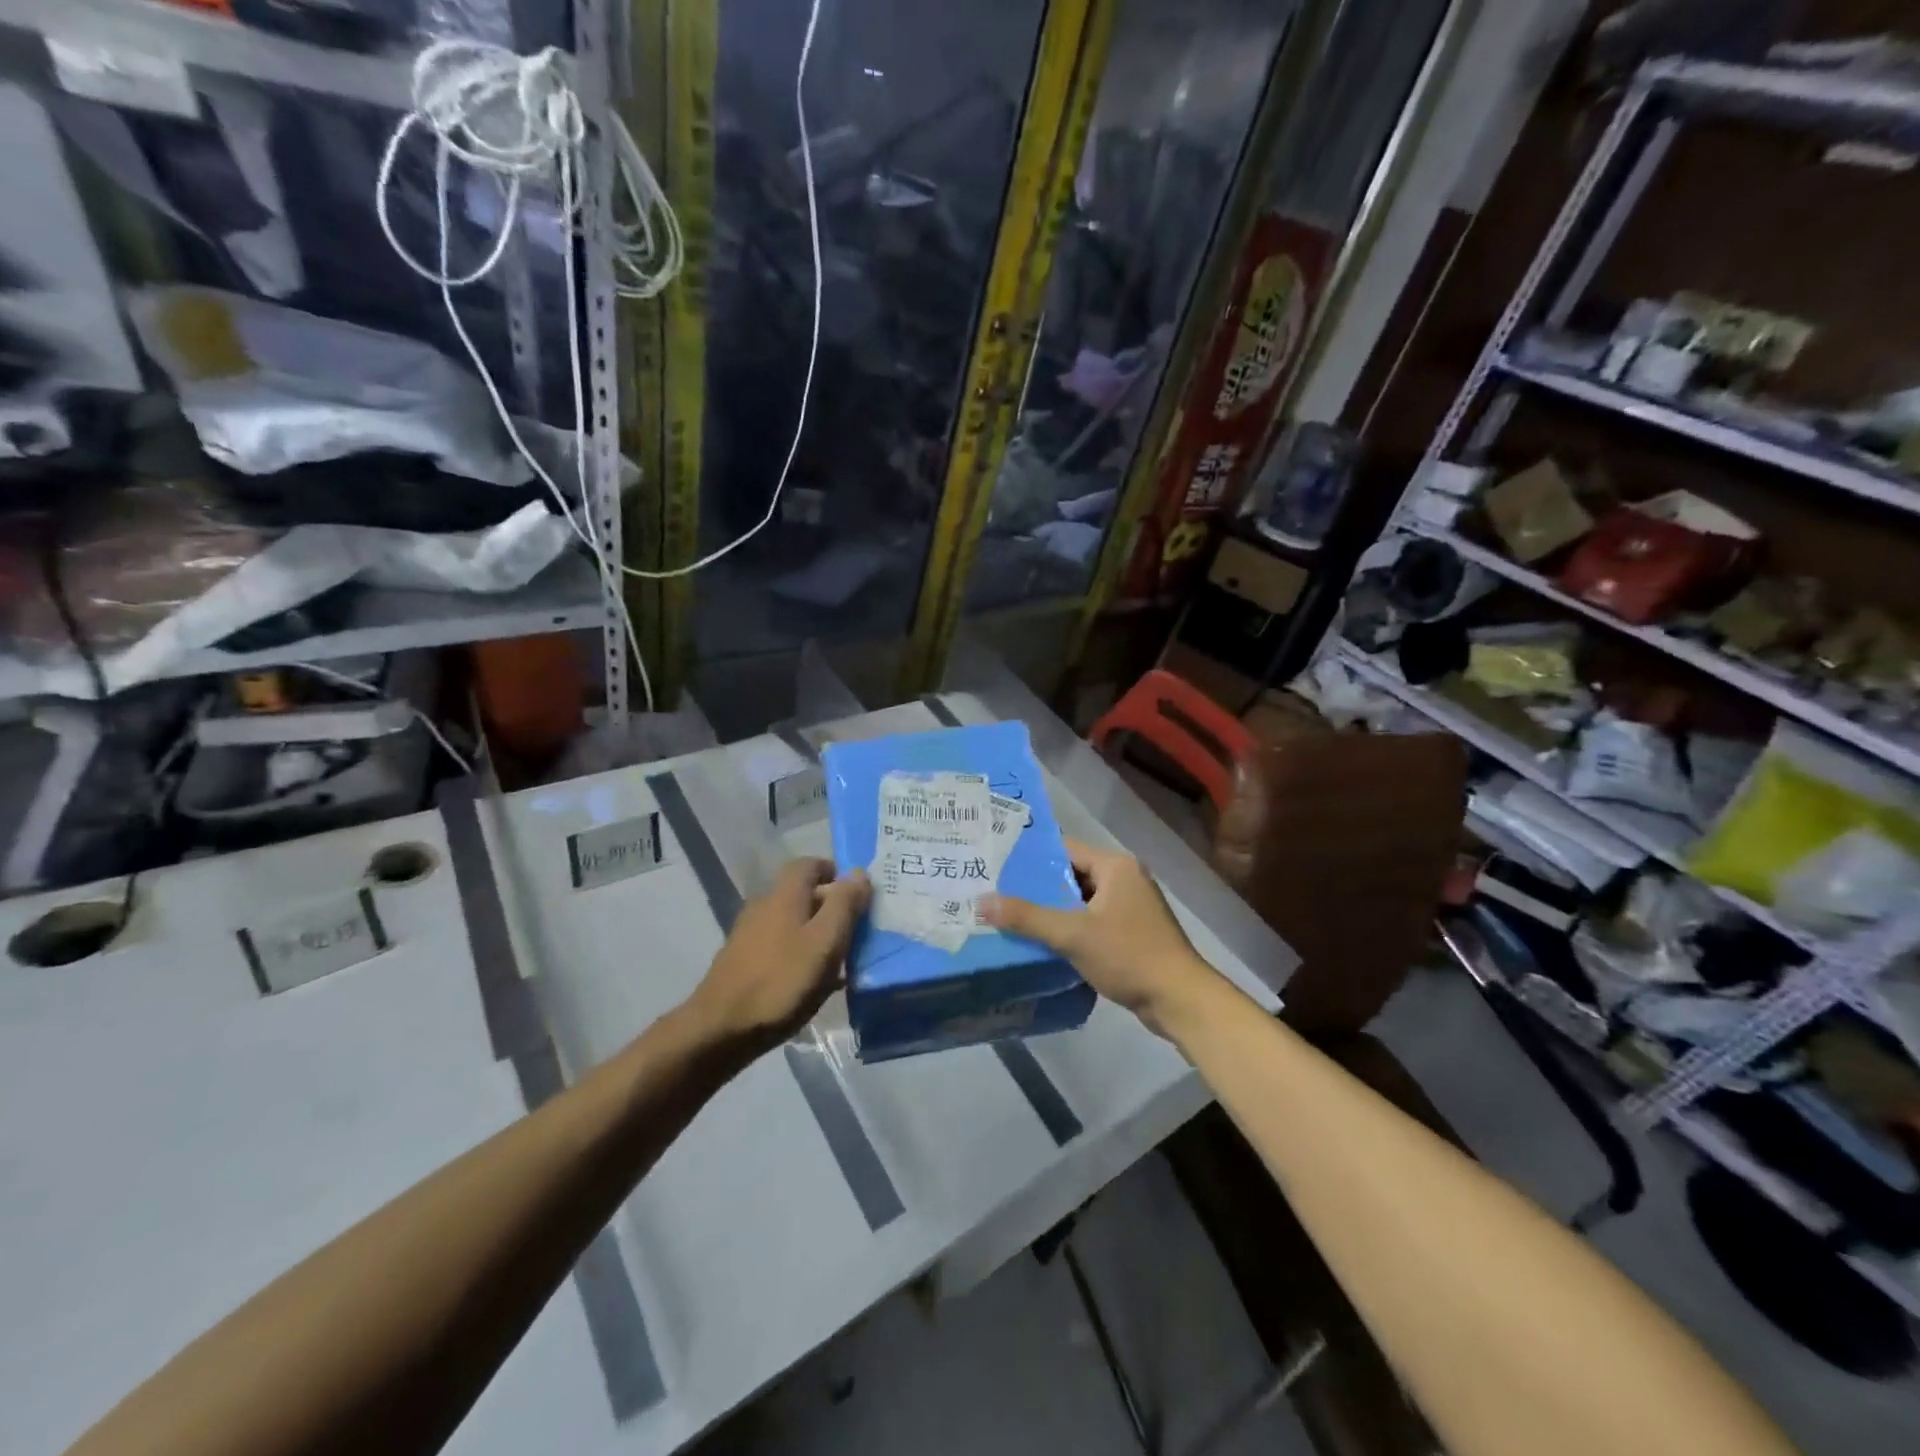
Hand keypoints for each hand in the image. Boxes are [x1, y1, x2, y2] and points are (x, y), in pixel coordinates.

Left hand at [687, 858, 870, 1053]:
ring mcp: (749, 935)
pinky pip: (781, 948)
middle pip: (802, 894)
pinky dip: (801, 955)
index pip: (809, 864)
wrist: (720, 1030)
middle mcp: (763, 906)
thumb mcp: (825, 942)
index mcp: (784, 895)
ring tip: (841, 960)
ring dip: (817, 934)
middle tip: (857, 929)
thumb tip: (859, 871)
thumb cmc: (781, 981)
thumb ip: (844, 905)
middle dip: (831, 906)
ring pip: (792, 923)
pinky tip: (814, 983)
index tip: (857, 893)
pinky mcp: (743, 962)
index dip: (834, 872)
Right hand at [981, 840, 1224, 1038]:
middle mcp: (1124, 878)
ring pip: (1080, 901)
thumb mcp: (1072, 934)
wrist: (1180, 1000)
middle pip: (1070, 875)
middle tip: (995, 891)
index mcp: (1115, 866)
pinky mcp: (1131, 932)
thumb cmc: (1129, 956)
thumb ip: (1027, 917)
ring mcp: (1130, 906)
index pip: (1064, 849)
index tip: (996, 863)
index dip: (1030, 856)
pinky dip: (1069, 928)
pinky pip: (1091, 921)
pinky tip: (1041, 941)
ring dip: (1051, 910)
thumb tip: (981, 901)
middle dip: (1036, 886)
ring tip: (1010, 915)